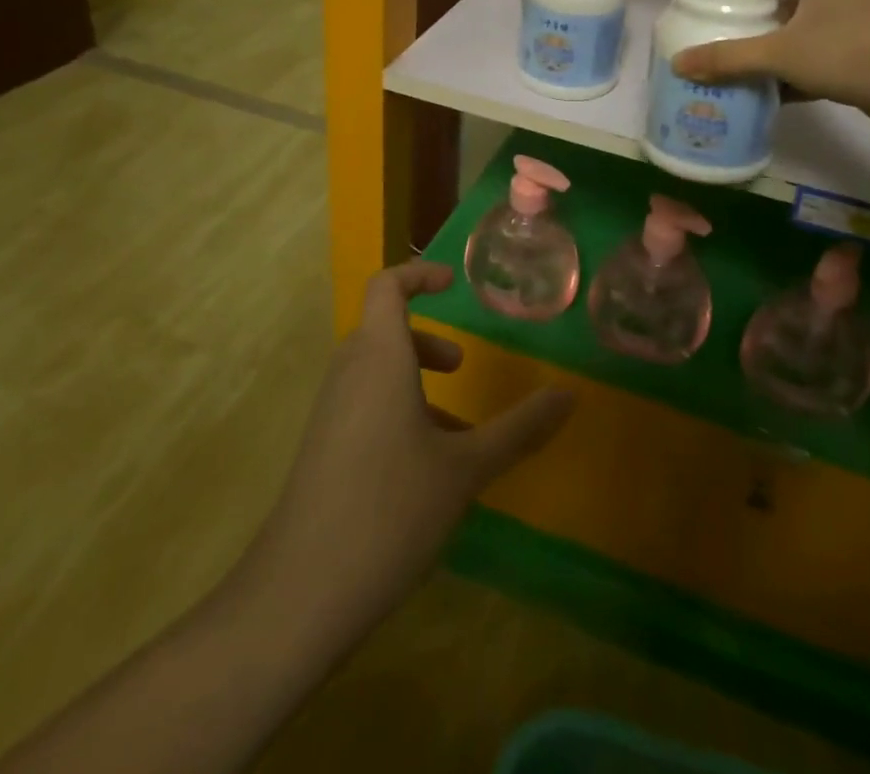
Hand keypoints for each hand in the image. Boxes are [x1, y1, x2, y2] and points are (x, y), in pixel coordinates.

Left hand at [248, 261, 573, 644]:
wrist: (299, 595)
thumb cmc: (390, 510)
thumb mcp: (466, 469)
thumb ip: (520, 429)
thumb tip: (570, 394)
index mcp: (379, 358)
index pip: (386, 286)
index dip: (418, 274)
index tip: (452, 284)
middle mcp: (348, 374)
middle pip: (381, 330)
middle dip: (424, 341)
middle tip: (459, 366)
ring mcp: (328, 414)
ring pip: (373, 373)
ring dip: (413, 383)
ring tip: (454, 432)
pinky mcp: (320, 450)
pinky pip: (361, 408)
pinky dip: (395, 414)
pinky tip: (423, 474)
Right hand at [670, 0, 869, 138]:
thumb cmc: (851, 50)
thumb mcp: (781, 52)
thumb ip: (728, 58)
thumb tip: (677, 64)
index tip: (703, 4)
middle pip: (777, 6)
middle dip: (745, 25)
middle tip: (706, 41)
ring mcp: (849, 28)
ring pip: (794, 38)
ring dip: (766, 55)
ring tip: (725, 70)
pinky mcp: (858, 60)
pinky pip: (811, 64)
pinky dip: (788, 79)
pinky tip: (760, 96)